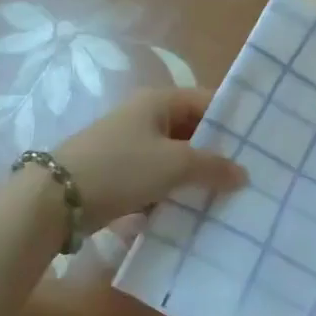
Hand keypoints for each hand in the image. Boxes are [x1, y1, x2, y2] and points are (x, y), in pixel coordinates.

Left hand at [56, 89, 243, 229]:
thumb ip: (213, 166)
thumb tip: (243, 174)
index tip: (259, 143)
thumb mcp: (174, 164)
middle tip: (249, 176)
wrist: (56, 199)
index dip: (232, 119)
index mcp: (157, 101)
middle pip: (191, 132)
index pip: (206, 101)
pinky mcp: (120, 176)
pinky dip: (173, 194)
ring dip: (196, 178)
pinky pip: (157, 181)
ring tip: (228, 198)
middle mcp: (144, 118)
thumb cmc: (122, 168)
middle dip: (216, 154)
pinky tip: (194, 214)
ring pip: (175, 159)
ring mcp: (130, 147)